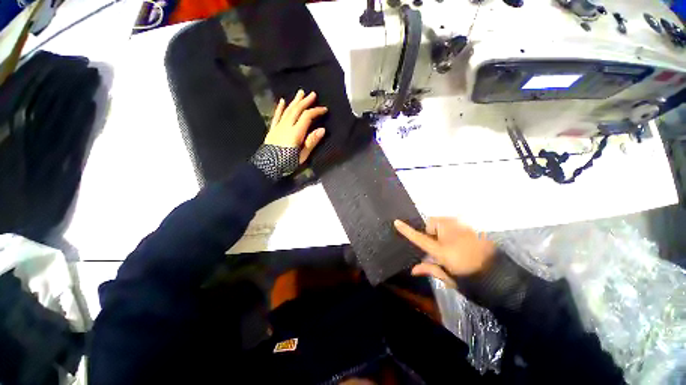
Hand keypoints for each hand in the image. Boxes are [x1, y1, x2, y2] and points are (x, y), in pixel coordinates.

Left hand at [265, 89, 326, 163]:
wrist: (267, 166)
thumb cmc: (287, 163)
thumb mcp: (302, 155)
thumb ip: (311, 142)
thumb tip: (322, 129)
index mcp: (296, 132)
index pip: (307, 117)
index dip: (316, 111)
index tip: (324, 109)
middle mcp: (287, 126)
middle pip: (297, 110)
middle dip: (305, 101)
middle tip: (313, 94)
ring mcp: (278, 126)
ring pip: (288, 110)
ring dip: (295, 101)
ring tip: (300, 92)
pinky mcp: (273, 129)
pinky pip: (277, 116)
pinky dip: (280, 108)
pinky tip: (283, 101)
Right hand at [394, 218, 495, 287]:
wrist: (501, 276)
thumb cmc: (471, 280)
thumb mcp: (448, 277)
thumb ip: (430, 269)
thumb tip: (413, 270)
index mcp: (443, 250)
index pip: (420, 238)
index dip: (407, 230)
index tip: (396, 222)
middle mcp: (451, 235)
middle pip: (432, 223)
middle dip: (431, 231)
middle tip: (437, 244)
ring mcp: (463, 229)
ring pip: (444, 220)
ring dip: (441, 228)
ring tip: (450, 242)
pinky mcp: (472, 228)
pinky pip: (455, 222)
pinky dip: (452, 228)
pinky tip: (460, 240)